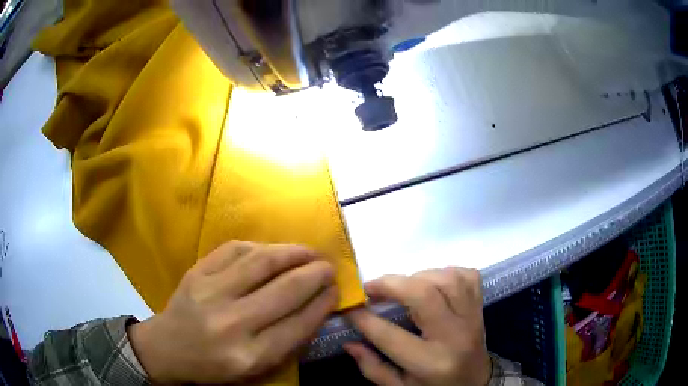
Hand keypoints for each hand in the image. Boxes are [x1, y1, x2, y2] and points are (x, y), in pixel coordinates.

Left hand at [127, 241, 338, 384]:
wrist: (168, 348)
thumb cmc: (215, 365)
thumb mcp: (254, 369)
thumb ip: (286, 342)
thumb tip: (316, 307)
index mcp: (249, 355)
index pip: (298, 325)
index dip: (322, 304)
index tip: (336, 291)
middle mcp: (231, 323)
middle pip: (284, 291)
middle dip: (315, 274)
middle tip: (329, 266)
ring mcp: (209, 293)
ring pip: (261, 262)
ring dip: (293, 252)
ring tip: (309, 251)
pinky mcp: (196, 273)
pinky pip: (234, 249)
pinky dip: (260, 247)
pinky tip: (273, 250)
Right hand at [345, 268, 490, 385]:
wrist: (476, 383)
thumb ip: (373, 368)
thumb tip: (349, 342)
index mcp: (430, 363)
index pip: (390, 335)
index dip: (364, 318)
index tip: (350, 307)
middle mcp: (455, 336)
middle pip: (424, 295)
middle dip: (391, 285)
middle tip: (371, 288)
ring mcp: (472, 318)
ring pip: (447, 279)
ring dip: (418, 276)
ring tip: (402, 287)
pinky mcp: (481, 307)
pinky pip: (467, 276)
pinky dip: (447, 272)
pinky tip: (432, 282)